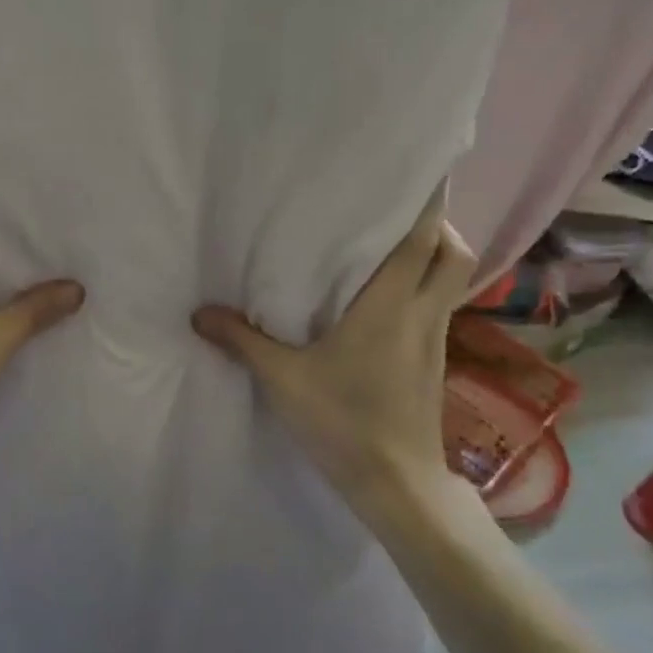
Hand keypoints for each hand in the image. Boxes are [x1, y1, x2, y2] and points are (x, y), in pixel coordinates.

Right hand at [191, 191, 473, 514]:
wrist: (396, 483)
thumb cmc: (343, 420)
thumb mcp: (282, 378)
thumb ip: (241, 340)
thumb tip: (199, 314)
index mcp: (390, 304)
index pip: (422, 239)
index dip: (427, 200)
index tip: (416, 170)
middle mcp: (421, 312)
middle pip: (453, 252)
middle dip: (436, 223)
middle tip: (394, 211)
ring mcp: (433, 338)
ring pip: (451, 279)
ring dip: (433, 254)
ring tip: (388, 245)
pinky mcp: (433, 361)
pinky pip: (438, 305)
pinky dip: (422, 287)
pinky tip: (385, 298)